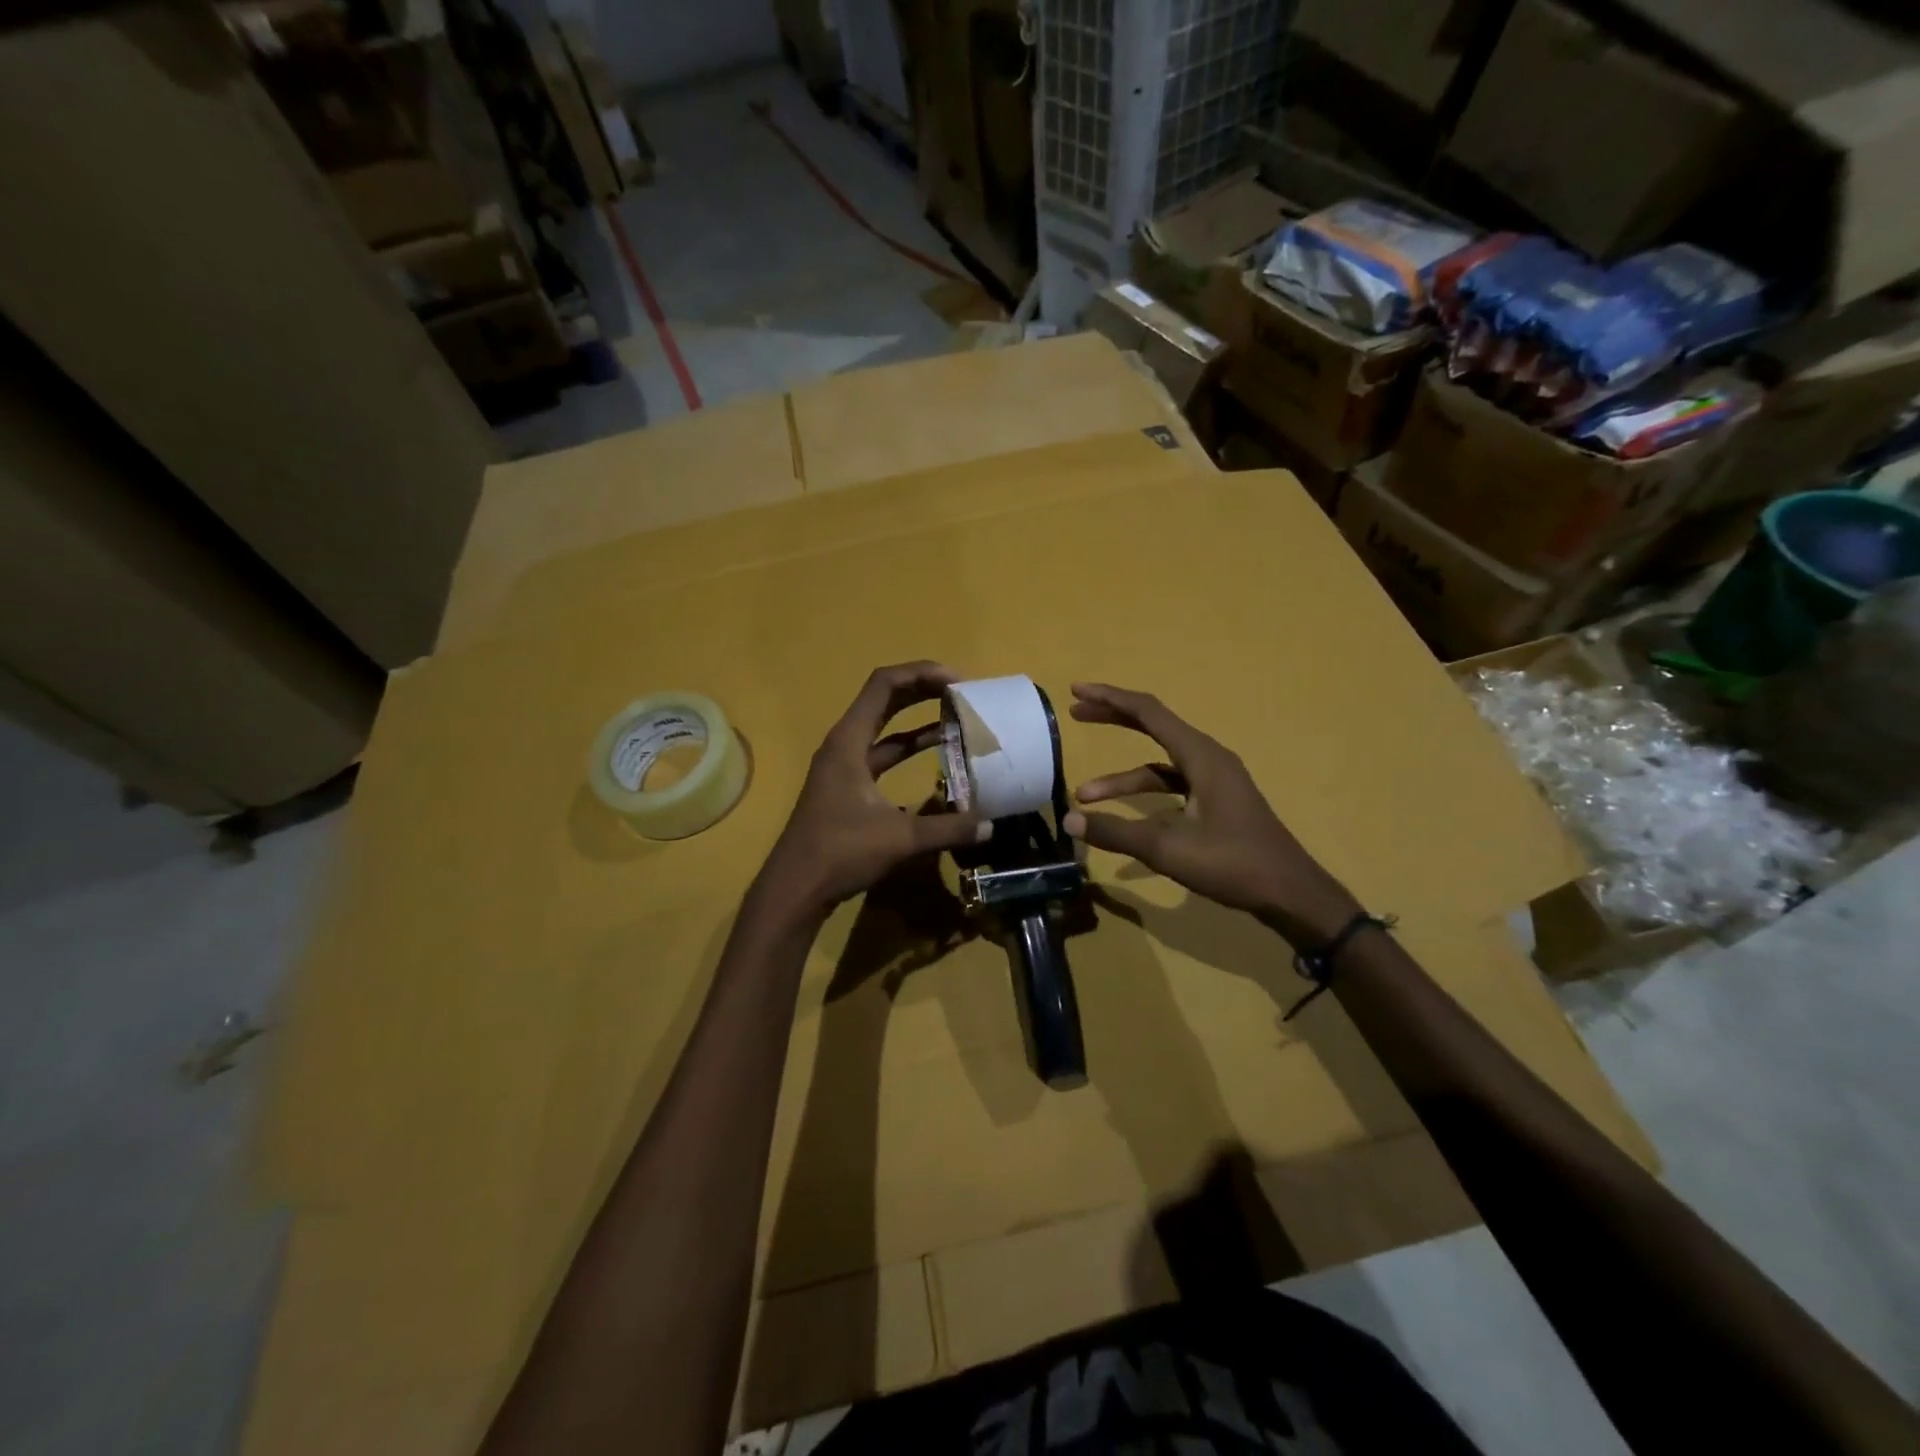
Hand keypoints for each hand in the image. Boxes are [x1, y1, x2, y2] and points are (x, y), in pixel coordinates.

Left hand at [757, 662, 989, 919]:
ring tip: (956, 716)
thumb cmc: (840, 852)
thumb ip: (948, 829)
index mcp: (849, 741)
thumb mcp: (899, 838)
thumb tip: (990, 825)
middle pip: (885, 699)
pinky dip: (909, 747)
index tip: (958, 682)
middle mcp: (844, 744)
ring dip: (917, 717)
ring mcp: (844, 765)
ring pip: (884, 727)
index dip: (922, 674)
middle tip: (963, 692)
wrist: (796, 888)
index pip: (884, 685)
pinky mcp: (848, 786)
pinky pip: (883, 753)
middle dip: (923, 689)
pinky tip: (937, 752)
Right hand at [1063, 682, 1359, 948]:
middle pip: (1154, 727)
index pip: (1148, 712)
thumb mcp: (1167, 849)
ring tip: (1084, 793)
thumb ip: (1116, 832)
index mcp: (1201, 756)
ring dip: (1122, 778)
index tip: (1077, 692)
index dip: (1110, 698)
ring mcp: (1214, 781)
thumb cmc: (1232, 863)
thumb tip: (1069, 821)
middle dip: (1114, 719)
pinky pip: (1172, 786)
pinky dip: (1145, 796)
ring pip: (1159, 764)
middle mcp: (1208, 758)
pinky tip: (1124, 819)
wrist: (1290, 893)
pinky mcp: (1216, 802)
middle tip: (1076, 715)